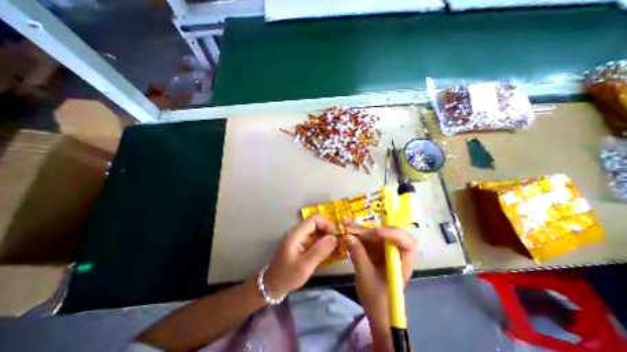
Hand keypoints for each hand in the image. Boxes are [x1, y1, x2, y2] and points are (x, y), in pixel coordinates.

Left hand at [263, 216, 337, 297]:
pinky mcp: (299, 243)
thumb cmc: (287, 276)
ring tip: (335, 248)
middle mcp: (296, 232)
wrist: (272, 286)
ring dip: (325, 237)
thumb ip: (320, 250)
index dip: (327, 223)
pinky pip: (312, 238)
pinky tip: (328, 252)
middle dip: (327, 230)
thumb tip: (334, 237)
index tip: (336, 235)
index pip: (314, 219)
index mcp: (296, 234)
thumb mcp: (305, 266)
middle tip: (338, 242)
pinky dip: (321, 243)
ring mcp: (297, 237)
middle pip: (315, 223)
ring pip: (315, 230)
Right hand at [345, 222, 417, 348]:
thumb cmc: (377, 299)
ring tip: (345, 223)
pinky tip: (347, 229)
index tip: (376, 233)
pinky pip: (368, 238)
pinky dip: (357, 233)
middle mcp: (396, 252)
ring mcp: (386, 250)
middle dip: (369, 230)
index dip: (394, 234)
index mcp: (403, 262)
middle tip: (352, 228)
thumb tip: (347, 236)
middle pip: (387, 233)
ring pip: (375, 233)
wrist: (376, 310)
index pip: (408, 243)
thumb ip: (358, 255)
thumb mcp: (365, 277)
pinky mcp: (376, 249)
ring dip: (360, 228)